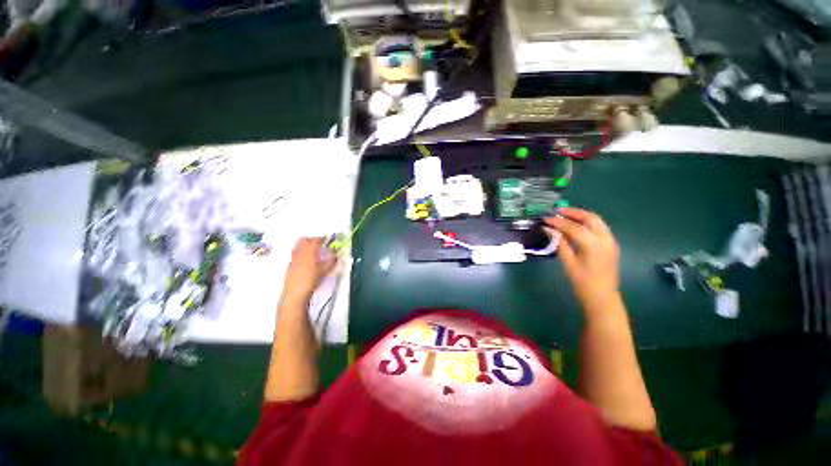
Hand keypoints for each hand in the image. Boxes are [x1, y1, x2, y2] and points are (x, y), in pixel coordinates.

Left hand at [283, 237, 335, 301]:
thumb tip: (336, 256)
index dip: (322, 238)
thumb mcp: (324, 271)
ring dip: (305, 245)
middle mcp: (300, 252)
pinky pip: (295, 254)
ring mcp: (293, 258)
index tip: (327, 238)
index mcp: (309, 251)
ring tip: (312, 249)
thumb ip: (331, 261)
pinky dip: (301, 252)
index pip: (316, 240)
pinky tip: (306, 259)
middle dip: (311, 239)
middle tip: (319, 242)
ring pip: (298, 246)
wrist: (295, 293)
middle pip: (304, 240)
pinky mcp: (290, 265)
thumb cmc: (311, 280)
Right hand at [545, 208, 619, 312]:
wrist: (602, 298)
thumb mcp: (568, 263)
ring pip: (597, 221)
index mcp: (594, 245)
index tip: (545, 218)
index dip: (558, 221)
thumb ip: (560, 243)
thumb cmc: (583, 283)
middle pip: (590, 218)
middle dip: (573, 212)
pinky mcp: (611, 245)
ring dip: (581, 215)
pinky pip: (599, 227)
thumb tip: (549, 229)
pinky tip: (575, 225)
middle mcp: (605, 239)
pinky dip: (587, 222)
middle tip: (557, 211)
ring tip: (564, 215)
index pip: (574, 227)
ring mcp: (610, 241)